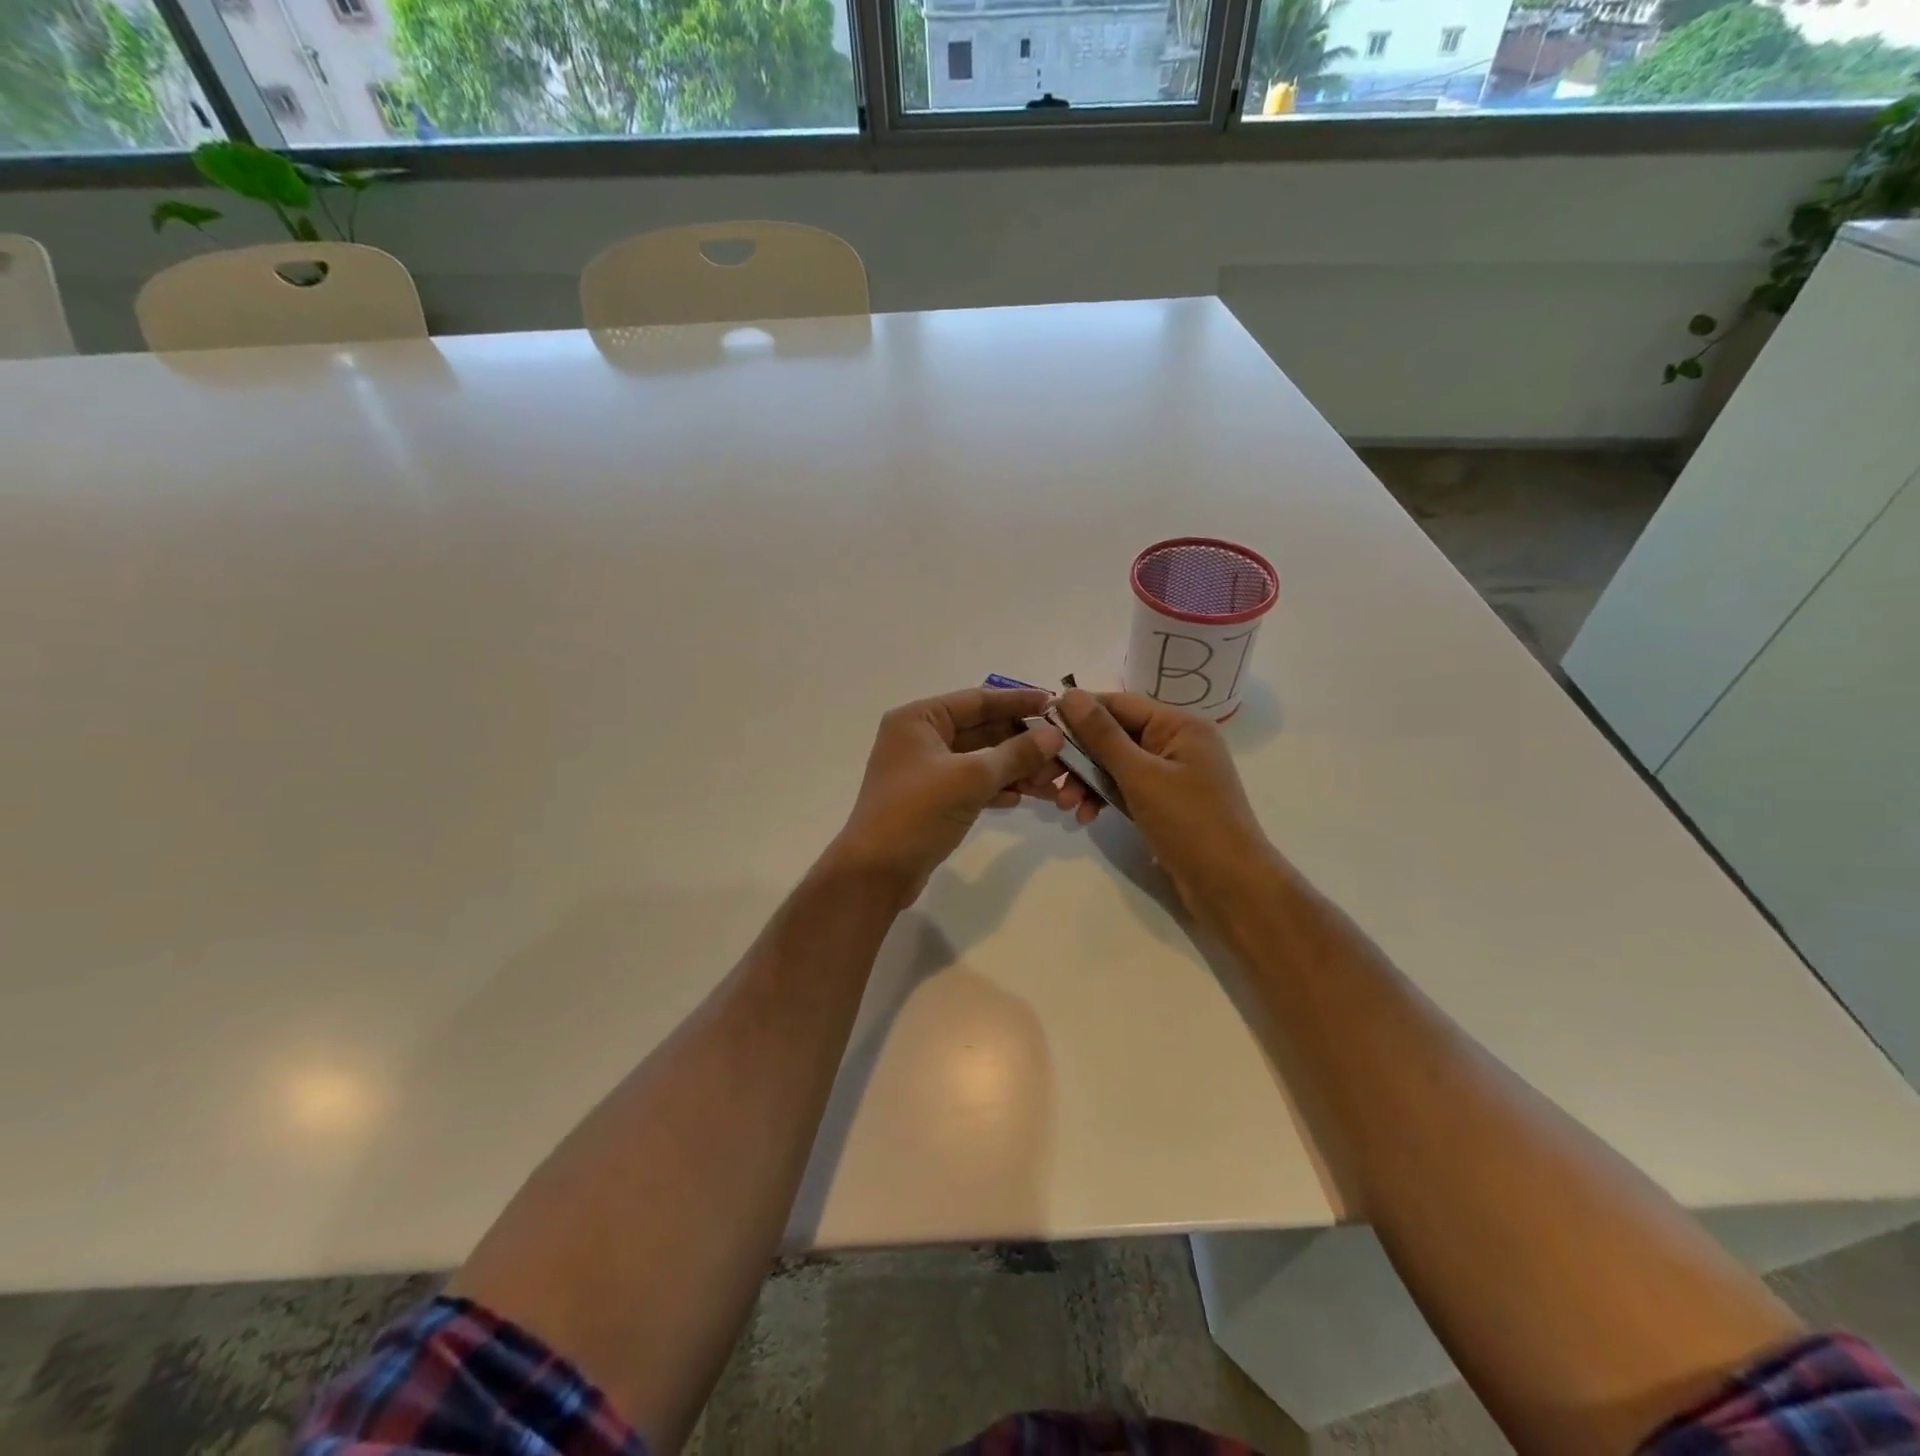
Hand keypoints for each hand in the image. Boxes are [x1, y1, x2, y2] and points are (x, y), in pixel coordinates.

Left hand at [826, 687, 1065, 906]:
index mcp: (919, 719)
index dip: (1018, 702)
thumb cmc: (917, 812)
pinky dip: (997, 788)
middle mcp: (920, 738)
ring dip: (1015, 768)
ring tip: (1052, 782)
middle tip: (1062, 753)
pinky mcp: (932, 799)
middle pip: (982, 729)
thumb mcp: (970, 778)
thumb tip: (1054, 736)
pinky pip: (972, 784)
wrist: (876, 872)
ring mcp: (925, 770)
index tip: (1055, 705)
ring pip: (980, 759)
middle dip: (1022, 742)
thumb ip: (1015, 754)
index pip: (978, 700)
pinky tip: (1025, 797)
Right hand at [1053, 689, 1274, 916]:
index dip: (1080, 711)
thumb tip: (1070, 694)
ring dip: (1087, 782)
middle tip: (1047, 776)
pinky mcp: (1166, 802)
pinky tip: (1085, 817)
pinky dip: (1104, 799)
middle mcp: (1177, 743)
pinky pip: (1126, 788)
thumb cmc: (1189, 823)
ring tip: (1065, 806)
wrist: (1230, 886)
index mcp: (1180, 725)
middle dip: (1079, 756)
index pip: (1120, 704)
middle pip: (1115, 736)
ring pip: (1116, 765)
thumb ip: (1102, 735)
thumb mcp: (1140, 776)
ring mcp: (1172, 774)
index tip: (1042, 725)